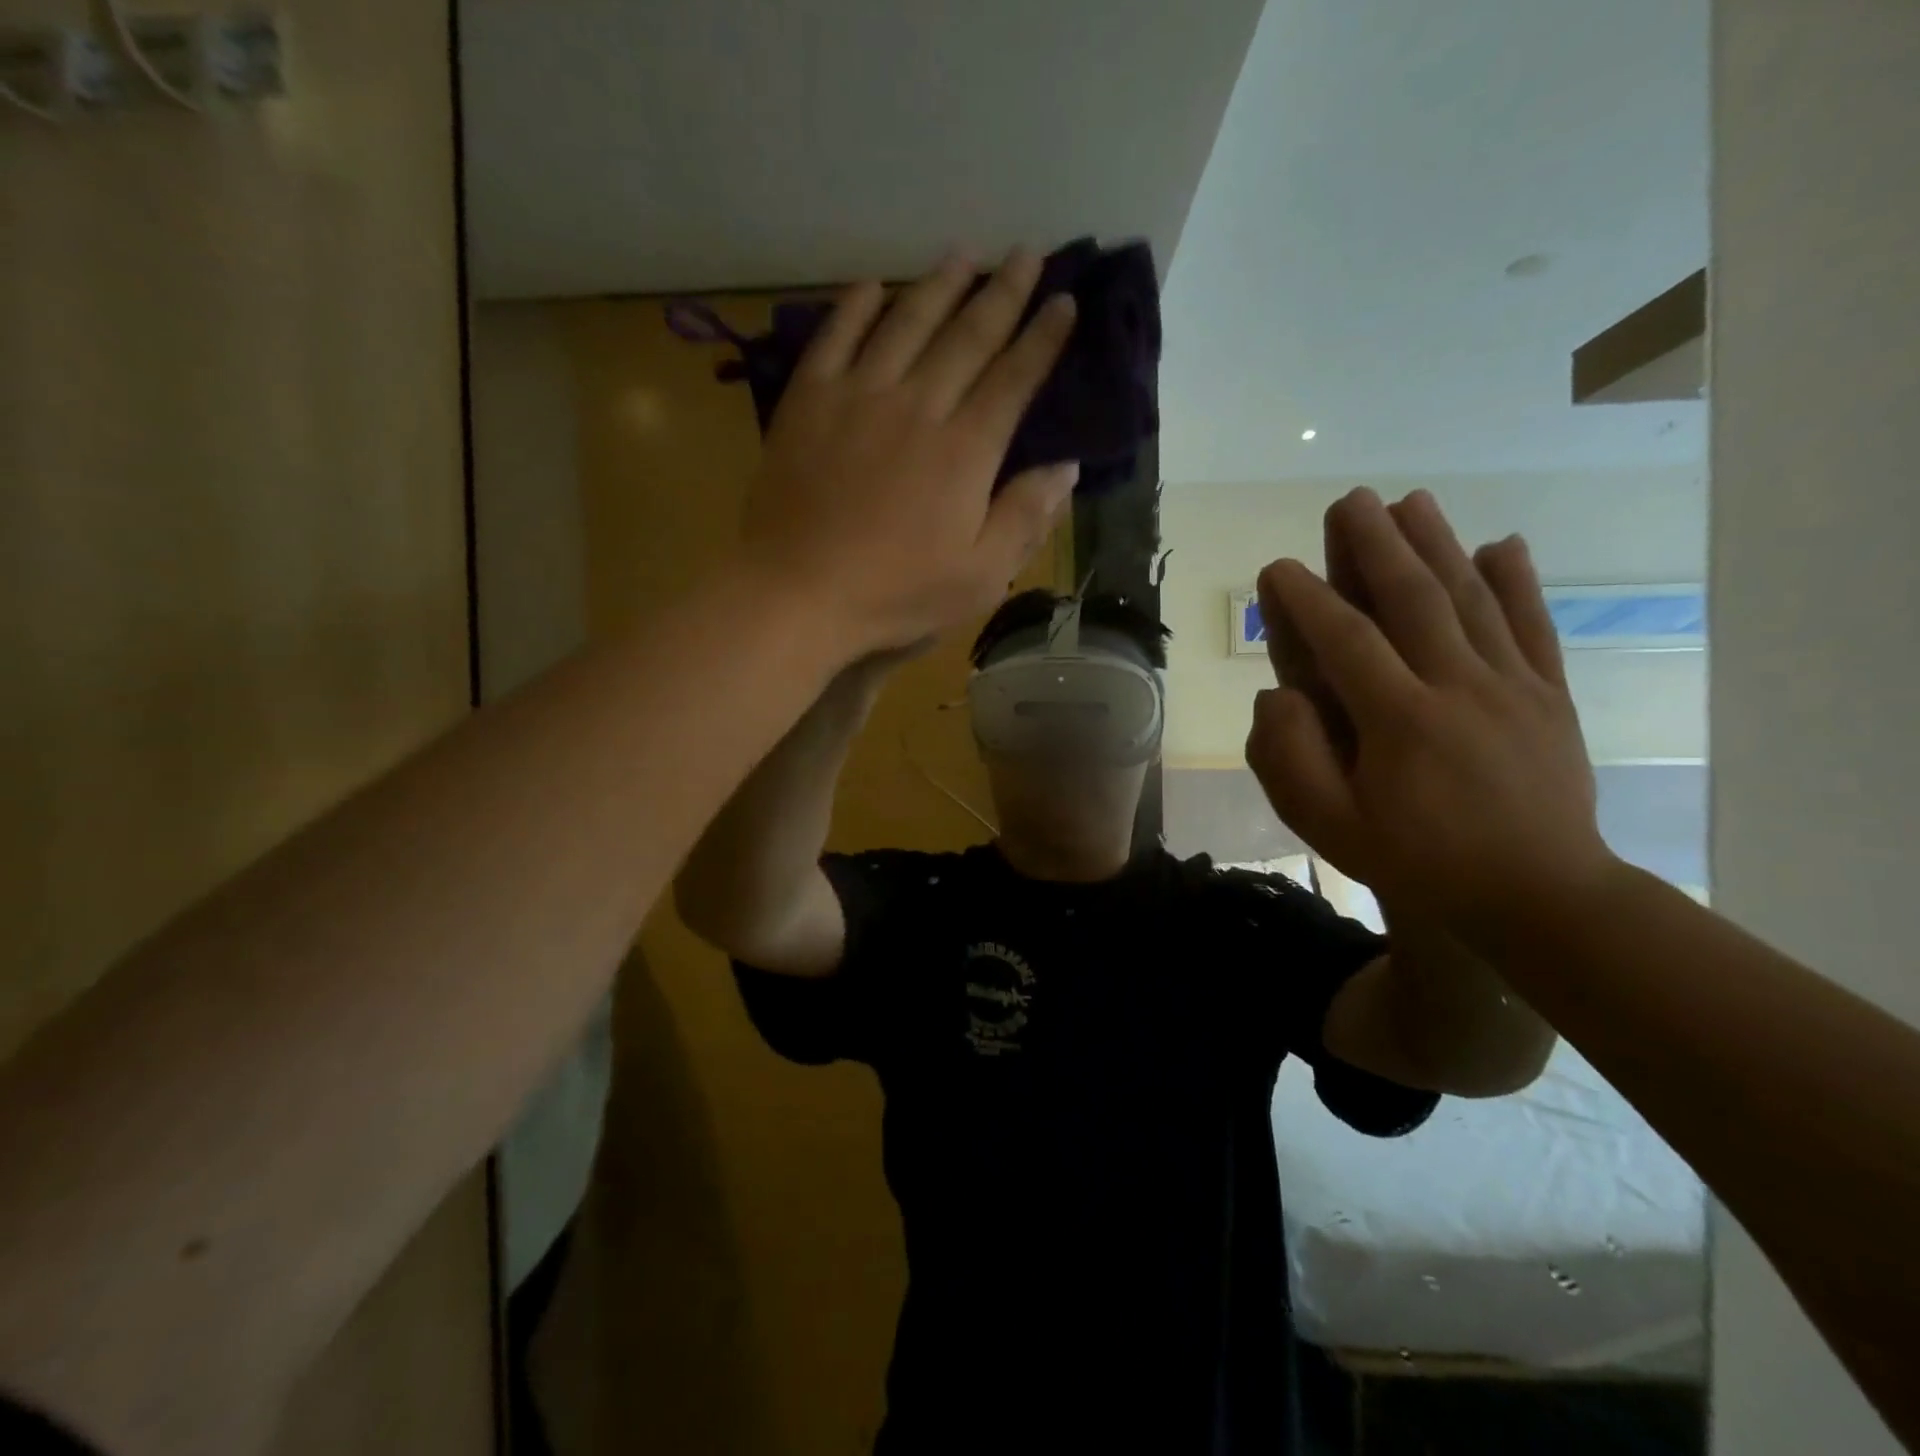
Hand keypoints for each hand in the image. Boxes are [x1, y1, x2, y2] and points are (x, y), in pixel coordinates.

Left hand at [740, 250, 1079, 663]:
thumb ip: (1025, 518)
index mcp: (965, 451)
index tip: (1065, 301)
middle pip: (967, 337)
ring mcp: (858, 397)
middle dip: (1002, 293)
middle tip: (1024, 254)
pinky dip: (856, 307)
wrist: (798, 592)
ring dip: (938, 285)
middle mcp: (918, 407)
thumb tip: (1067, 468)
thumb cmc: (896, 594)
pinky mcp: (808, 402)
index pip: (1014, 379)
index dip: (1043, 338)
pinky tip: (873, 286)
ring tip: (963, 254)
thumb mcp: (980, 576)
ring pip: (906, 324)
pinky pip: (835, 337)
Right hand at [1245, 488, 1614, 934]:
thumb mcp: (1332, 828)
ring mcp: (1513, 686)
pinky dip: (1517, 582)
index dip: (1307, 600)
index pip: (1346, 642)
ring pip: (1471, 600)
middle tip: (1350, 501)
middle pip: (1414, 600)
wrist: (1540, 895)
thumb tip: (1277, 695)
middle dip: (1377, 545)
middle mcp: (1459, 687)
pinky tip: (1502, 544)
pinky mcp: (1549, 695)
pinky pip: (1533, 627)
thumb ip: (1291, 760)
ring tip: (1412, 501)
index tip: (1278, 568)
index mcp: (1401, 722)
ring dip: (1438, 544)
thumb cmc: (1421, 862)